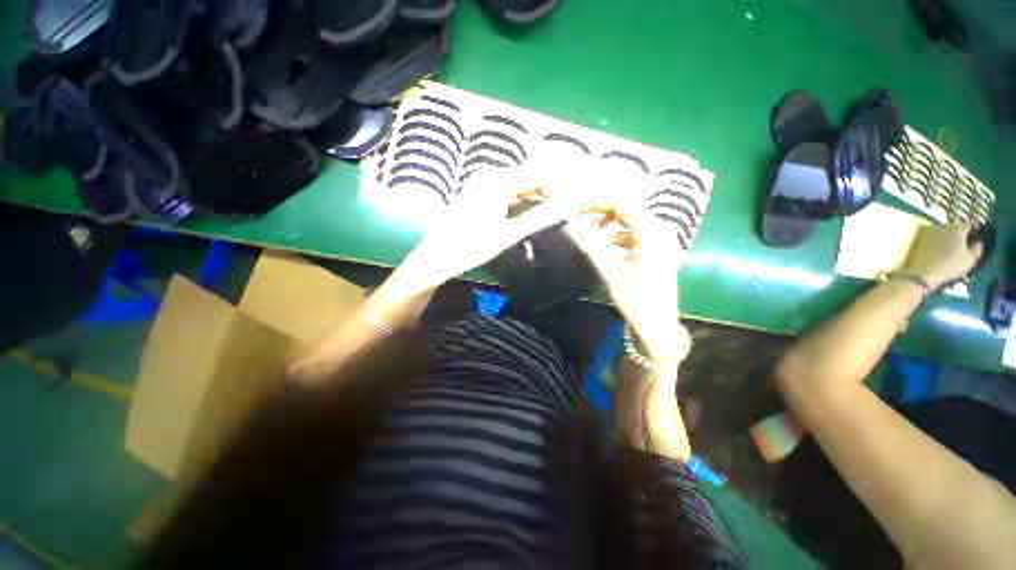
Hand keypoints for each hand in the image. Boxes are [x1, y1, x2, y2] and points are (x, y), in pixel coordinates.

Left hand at [388, 166, 566, 298]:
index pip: (540, 174)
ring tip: (557, 213)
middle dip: (552, 192)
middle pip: (531, 177)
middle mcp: (491, 175)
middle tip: (569, 209)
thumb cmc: (470, 247)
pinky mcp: (481, 193)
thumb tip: (570, 207)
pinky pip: (510, 192)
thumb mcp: (508, 234)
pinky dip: (524, 202)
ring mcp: (484, 183)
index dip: (561, 187)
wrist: (436, 258)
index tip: (577, 202)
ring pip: (521, 185)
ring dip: (539, 198)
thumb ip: (540, 217)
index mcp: (498, 180)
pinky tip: (535, 213)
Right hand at [564, 188, 689, 362]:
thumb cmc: (637, 301)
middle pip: (626, 207)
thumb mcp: (611, 273)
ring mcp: (658, 239)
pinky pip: (631, 232)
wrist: (658, 326)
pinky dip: (614, 234)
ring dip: (606, 222)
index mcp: (652, 234)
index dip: (598, 200)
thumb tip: (571, 226)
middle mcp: (659, 230)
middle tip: (577, 217)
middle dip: (600, 209)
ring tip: (586, 231)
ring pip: (628, 219)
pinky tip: (601, 243)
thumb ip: (591, 245)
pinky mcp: (653, 248)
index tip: (576, 205)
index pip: (623, 202)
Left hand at [903, 223, 983, 289]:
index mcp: (957, 228)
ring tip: (953, 246)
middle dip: (960, 233)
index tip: (977, 235)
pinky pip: (934, 237)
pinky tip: (941, 249)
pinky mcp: (920, 239)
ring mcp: (930, 232)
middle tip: (965, 241)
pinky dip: (939, 241)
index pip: (969, 225)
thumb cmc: (951, 265)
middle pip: (955, 227)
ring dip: (949, 236)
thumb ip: (977, 248)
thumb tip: (978, 242)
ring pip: (944, 231)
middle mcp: (943, 226)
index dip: (974, 230)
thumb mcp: (970, 259)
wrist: (924, 272)